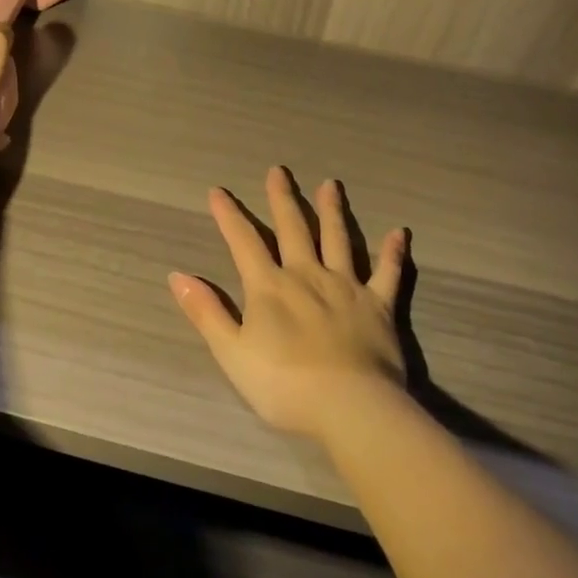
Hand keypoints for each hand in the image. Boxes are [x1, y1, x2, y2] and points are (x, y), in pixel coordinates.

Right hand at [169, 166, 407, 441]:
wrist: (348, 406)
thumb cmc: (283, 384)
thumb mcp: (232, 352)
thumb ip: (206, 312)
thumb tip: (177, 276)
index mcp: (269, 287)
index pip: (244, 242)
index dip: (229, 216)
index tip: (218, 191)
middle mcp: (307, 275)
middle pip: (294, 229)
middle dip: (283, 199)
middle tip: (279, 171)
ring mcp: (346, 287)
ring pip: (339, 240)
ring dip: (333, 211)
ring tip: (330, 185)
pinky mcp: (379, 305)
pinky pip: (388, 273)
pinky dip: (393, 253)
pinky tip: (399, 233)